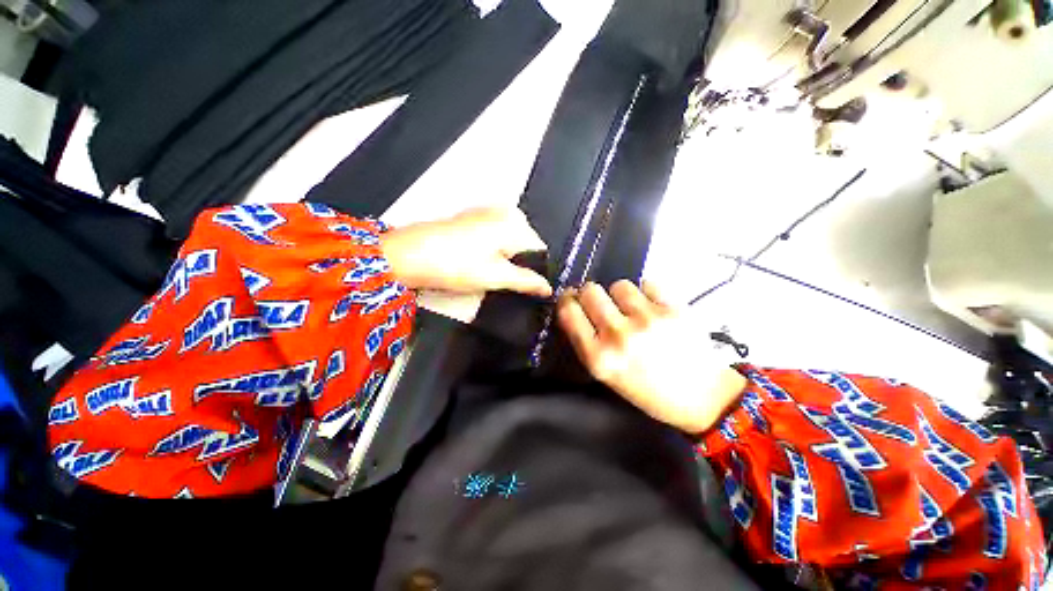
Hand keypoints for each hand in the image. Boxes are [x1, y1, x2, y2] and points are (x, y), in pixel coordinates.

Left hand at [380, 208, 552, 296]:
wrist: (408, 255)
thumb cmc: (454, 264)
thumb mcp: (496, 276)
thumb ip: (527, 281)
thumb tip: (548, 288)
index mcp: (514, 221)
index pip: (539, 251)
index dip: (534, 272)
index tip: (526, 289)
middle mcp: (503, 211)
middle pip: (523, 247)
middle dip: (518, 266)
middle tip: (502, 283)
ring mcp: (485, 213)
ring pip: (508, 244)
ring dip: (504, 261)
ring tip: (487, 275)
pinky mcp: (471, 219)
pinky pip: (493, 239)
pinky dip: (491, 253)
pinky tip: (477, 264)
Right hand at [557, 280, 746, 434]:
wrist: (702, 398)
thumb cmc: (648, 390)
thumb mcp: (607, 374)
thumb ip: (586, 341)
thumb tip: (574, 306)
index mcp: (599, 358)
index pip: (568, 312)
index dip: (567, 300)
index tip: (572, 299)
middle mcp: (619, 336)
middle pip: (590, 291)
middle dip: (591, 295)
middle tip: (602, 304)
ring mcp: (647, 320)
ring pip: (618, 285)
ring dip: (620, 295)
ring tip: (632, 310)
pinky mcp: (673, 309)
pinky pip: (647, 283)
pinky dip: (646, 293)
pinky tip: (652, 308)